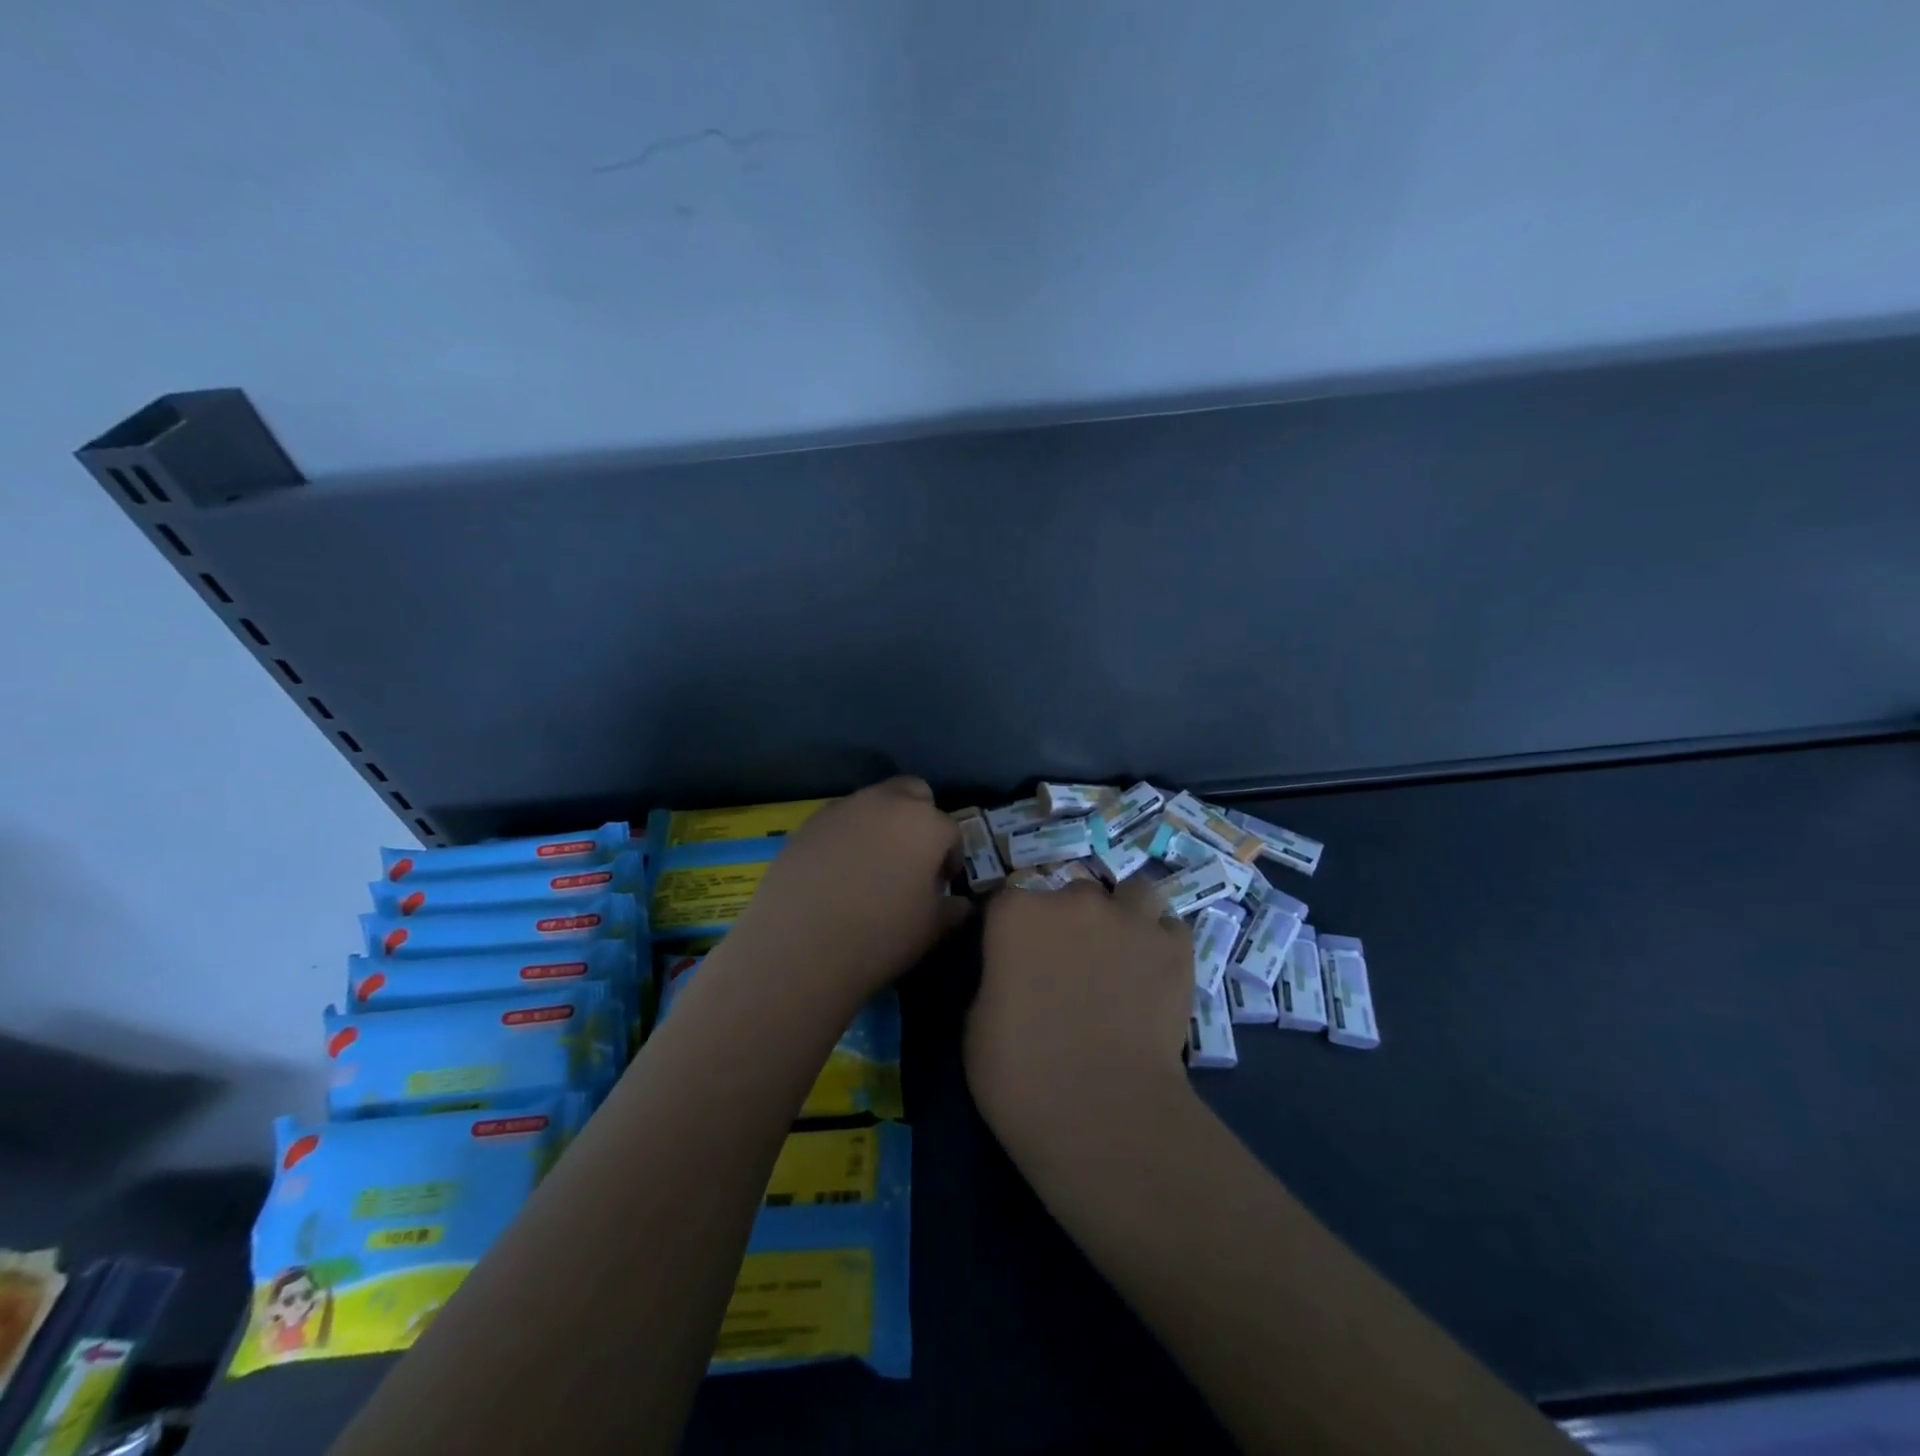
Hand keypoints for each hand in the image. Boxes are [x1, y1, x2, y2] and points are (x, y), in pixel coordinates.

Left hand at [726, 777, 967, 1001]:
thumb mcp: (930, 930)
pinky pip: (840, 820)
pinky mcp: (808, 823)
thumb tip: (959, 903)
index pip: (951, 830)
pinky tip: (838, 872)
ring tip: (872, 867)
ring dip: (882, 824)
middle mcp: (886, 803)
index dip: (951, 857)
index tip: (942, 884)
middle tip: (912, 858)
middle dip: (920, 818)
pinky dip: (848, 836)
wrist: (798, 947)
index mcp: (925, 823)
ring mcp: (843, 809)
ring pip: (874, 802)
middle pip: (913, 792)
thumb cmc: (879, 937)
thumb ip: (952, 909)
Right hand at [966, 878, 1194, 1160]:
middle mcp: (1073, 899)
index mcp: (1016, 912)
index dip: (1013, 925)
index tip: (1015, 954)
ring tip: (1123, 953)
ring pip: (1131, 894)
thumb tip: (1013, 974)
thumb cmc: (1020, 1074)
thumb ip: (996, 977)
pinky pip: (1169, 928)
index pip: (1009, 897)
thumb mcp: (977, 1022)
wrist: (1101, 1111)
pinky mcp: (1174, 947)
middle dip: (1071, 920)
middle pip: (1071, 893)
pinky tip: (1156, 973)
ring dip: (1124, 916)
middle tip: (1072, 965)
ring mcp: (1128, 918)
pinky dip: (1161, 944)